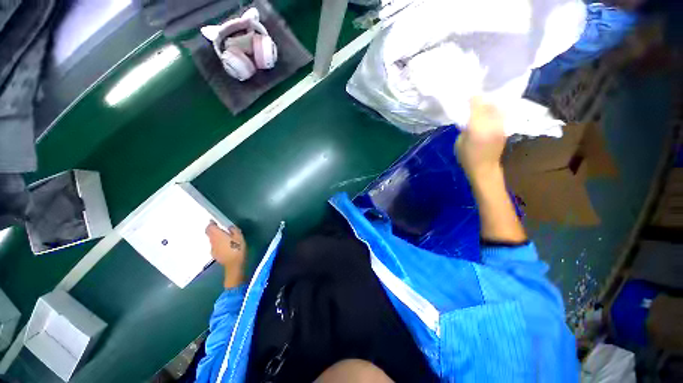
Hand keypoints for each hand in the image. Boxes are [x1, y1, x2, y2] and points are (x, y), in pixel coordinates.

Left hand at [206, 221, 246, 287]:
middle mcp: (212, 241)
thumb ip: (233, 230)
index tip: (215, 221)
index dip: (211, 223)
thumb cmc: (238, 248)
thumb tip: (229, 226)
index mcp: (218, 235)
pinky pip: (214, 246)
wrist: (234, 264)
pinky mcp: (214, 254)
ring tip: (224, 237)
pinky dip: (217, 244)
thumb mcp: (239, 236)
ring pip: (211, 240)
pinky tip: (224, 246)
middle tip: (219, 228)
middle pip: (208, 233)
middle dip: (212, 230)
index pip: (209, 227)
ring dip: (215, 237)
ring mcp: (212, 249)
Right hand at [455, 97, 506, 179]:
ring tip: (482, 103)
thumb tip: (469, 117)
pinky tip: (489, 111)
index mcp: (477, 127)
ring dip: (489, 103)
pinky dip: (494, 110)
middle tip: (473, 98)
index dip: (472, 98)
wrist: (485, 168)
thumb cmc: (467, 158)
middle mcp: (491, 123)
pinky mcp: (504, 128)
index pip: (476, 105)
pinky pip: (500, 114)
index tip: (466, 95)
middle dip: (480, 100)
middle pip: (488, 104)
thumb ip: (465, 127)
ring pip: (496, 107)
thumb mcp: (459, 142)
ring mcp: (500, 125)